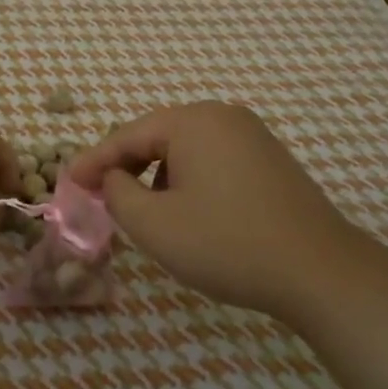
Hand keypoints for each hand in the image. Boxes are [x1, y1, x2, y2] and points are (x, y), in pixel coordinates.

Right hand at [67, 101, 375, 319]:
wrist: (320, 272)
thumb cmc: (227, 244)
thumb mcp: (154, 225)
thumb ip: (117, 194)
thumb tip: (113, 178)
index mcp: (192, 122)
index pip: (126, 135)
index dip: (92, 161)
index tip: (67, 182)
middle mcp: (223, 116)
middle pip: (156, 137)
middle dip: (125, 167)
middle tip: (98, 196)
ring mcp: (252, 136)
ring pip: (185, 150)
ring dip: (157, 176)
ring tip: (144, 212)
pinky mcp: (271, 160)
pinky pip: (213, 161)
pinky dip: (188, 181)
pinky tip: (188, 212)